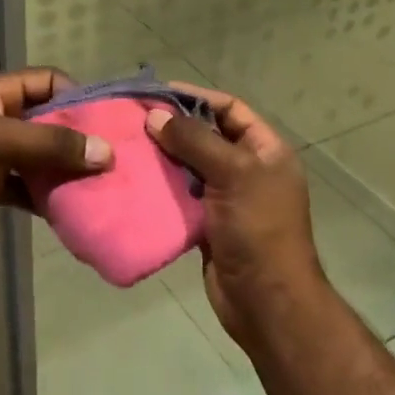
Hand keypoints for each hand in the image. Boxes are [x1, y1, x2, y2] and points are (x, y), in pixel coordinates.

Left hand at [0, 68, 112, 251]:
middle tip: (112, 160)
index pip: (47, 82)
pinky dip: (43, 198)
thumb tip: (106, 153)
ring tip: (99, 187)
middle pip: (47, 122)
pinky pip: (24, 188)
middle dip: (77, 139)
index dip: (77, 96)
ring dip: (63, 171)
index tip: (107, 121)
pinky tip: (69, 211)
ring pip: (37, 158)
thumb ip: (51, 144)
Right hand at [145, 84, 326, 346]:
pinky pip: (181, 195)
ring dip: (163, 156)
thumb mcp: (234, 175)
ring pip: (190, 166)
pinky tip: (135, 178)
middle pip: (207, 136)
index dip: (196, 97)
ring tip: (128, 145)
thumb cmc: (258, 230)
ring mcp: (228, 197)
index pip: (230, 109)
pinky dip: (161, 186)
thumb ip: (195, 142)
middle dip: (174, 127)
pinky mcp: (208, 222)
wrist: (265, 301)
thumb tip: (156, 116)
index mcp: (266, 151)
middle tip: (133, 119)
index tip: (157, 93)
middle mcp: (249, 169)